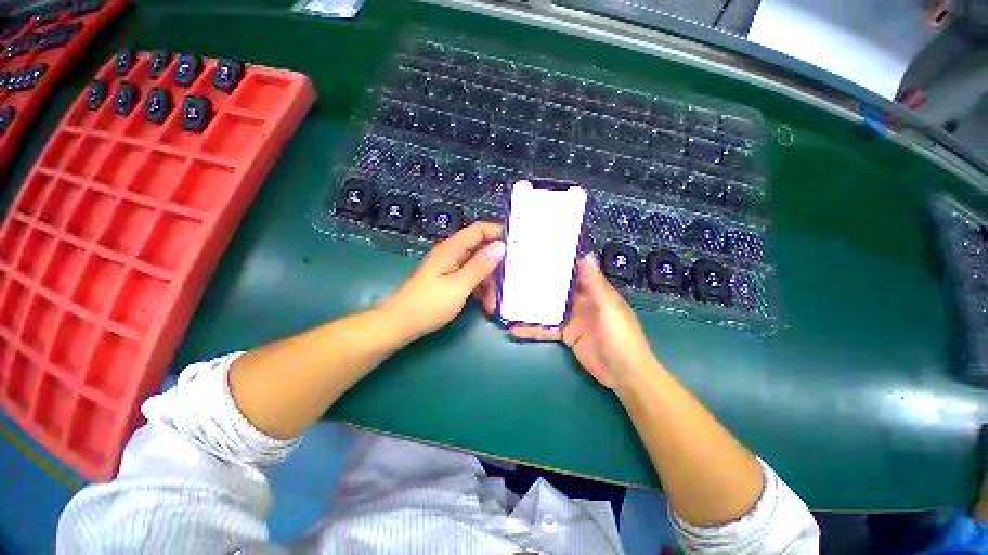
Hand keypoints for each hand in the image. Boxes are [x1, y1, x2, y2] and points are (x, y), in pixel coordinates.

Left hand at [381, 222, 505, 340]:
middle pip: (482, 250)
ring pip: (480, 268)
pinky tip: (488, 305)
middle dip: (497, 266)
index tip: (519, 244)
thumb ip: (480, 266)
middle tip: (512, 280)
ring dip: (491, 283)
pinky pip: (473, 279)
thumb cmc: (429, 304)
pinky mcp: (453, 281)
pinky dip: (482, 290)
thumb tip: (501, 246)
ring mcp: (453, 268)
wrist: (402, 324)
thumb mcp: (458, 286)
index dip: (499, 233)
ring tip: (496, 303)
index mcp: (453, 248)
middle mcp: (454, 254)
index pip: (480, 230)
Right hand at [476, 254, 654, 389]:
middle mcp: (581, 301)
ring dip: (531, 305)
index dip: (559, 261)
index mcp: (594, 290)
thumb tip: (586, 254)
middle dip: (539, 281)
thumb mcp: (609, 308)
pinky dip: (532, 329)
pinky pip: (546, 329)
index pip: (574, 270)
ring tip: (508, 299)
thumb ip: (595, 284)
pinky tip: (515, 328)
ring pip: (548, 307)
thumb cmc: (621, 337)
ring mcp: (571, 318)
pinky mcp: (565, 335)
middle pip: (557, 288)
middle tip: (515, 272)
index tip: (538, 251)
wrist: (624, 375)